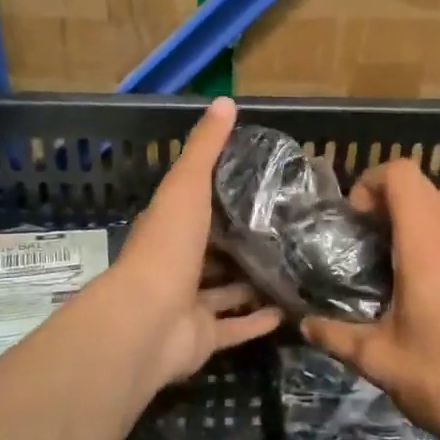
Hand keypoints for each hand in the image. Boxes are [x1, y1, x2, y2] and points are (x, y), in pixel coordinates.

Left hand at [105, 97, 283, 388]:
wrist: (147, 321)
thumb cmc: (167, 246)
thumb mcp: (187, 185)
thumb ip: (205, 148)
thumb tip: (225, 101)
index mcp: (171, 228)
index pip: (198, 206)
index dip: (223, 195)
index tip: (261, 184)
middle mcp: (178, 265)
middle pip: (214, 251)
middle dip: (241, 242)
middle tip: (286, 229)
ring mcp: (189, 305)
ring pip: (225, 292)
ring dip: (252, 283)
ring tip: (293, 268)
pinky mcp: (204, 338)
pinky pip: (235, 329)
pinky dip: (257, 322)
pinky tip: (287, 312)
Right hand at [302, 160, 439, 439]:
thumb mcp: (377, 360)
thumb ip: (334, 335)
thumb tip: (303, 324)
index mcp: (426, 243)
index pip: (401, 173)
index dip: (372, 183)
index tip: (357, 220)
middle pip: (426, 187)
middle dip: (394, 202)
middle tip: (373, 241)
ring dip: (425, 218)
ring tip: (406, 260)